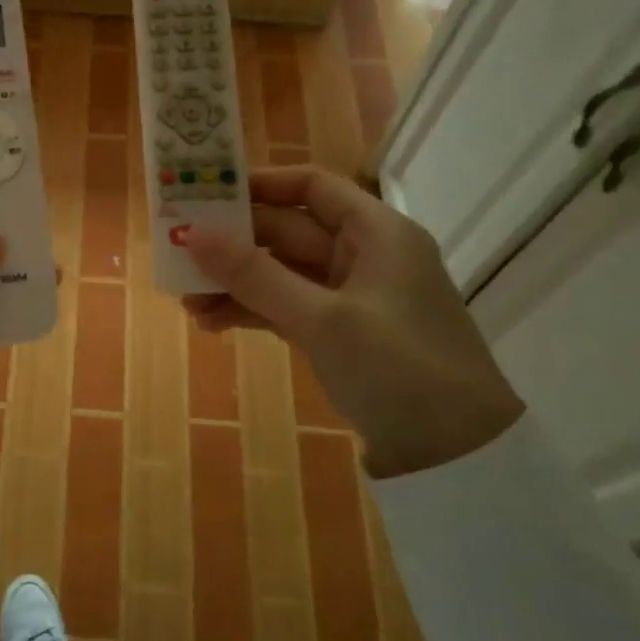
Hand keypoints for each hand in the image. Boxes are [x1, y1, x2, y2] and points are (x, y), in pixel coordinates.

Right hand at [184, 166, 523, 477]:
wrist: (459, 456)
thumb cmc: (397, 367)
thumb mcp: (321, 318)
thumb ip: (254, 274)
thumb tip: (193, 233)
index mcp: (376, 233)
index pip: (312, 187)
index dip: (261, 184)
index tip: (208, 192)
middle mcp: (364, 255)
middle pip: (288, 231)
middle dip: (234, 245)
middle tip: (180, 253)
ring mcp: (352, 297)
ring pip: (282, 273)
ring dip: (236, 284)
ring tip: (186, 301)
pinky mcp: (341, 334)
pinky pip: (287, 307)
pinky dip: (253, 311)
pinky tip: (212, 323)